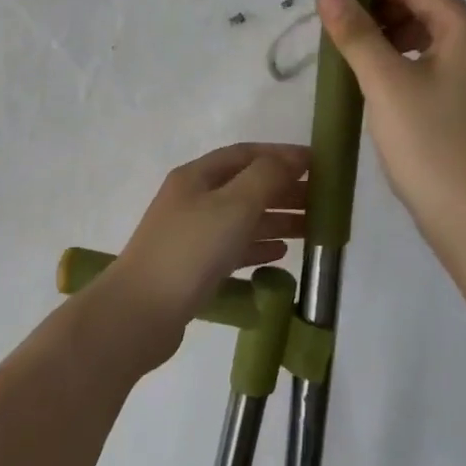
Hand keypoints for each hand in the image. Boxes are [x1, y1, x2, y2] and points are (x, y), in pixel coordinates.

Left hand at [104, 144, 308, 367]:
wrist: (142, 311)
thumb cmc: (191, 249)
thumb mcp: (234, 205)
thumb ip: (266, 177)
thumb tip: (290, 158)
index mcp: (197, 176)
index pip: (246, 154)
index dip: (282, 155)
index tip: (319, 164)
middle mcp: (193, 199)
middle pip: (246, 186)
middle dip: (284, 189)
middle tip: (323, 201)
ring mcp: (191, 234)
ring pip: (242, 218)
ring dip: (277, 219)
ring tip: (313, 228)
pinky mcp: (194, 267)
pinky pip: (234, 248)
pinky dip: (259, 246)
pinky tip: (281, 253)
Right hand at [317, 0, 465, 254]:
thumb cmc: (431, 144)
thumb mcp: (386, 84)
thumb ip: (356, 34)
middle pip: (422, 5)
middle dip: (376, 8)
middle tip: (332, 28)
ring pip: (423, 35)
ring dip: (383, 36)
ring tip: (345, 53)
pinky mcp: (464, 100)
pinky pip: (426, 63)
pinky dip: (396, 61)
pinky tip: (369, 80)